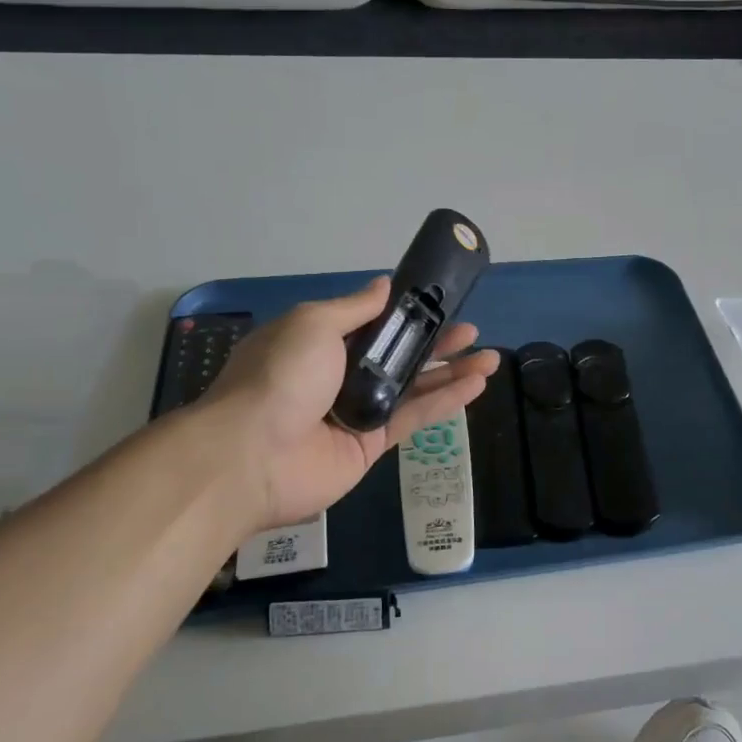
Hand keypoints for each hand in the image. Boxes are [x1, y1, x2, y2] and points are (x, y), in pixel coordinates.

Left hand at [192, 277, 497, 531]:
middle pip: (398, 356)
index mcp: (320, 343)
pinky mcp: (372, 445)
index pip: (372, 325)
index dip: (407, 316)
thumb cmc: (281, 377)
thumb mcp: (313, 325)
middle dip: (436, 344)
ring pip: (413, 387)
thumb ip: (355, 308)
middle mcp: (340, 376)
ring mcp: (357, 412)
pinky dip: (446, 402)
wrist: (252, 456)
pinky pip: (414, 418)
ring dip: (451, 372)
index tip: (439, 305)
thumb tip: (384, 285)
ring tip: (489, 358)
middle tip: (471, 333)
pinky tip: (476, 387)